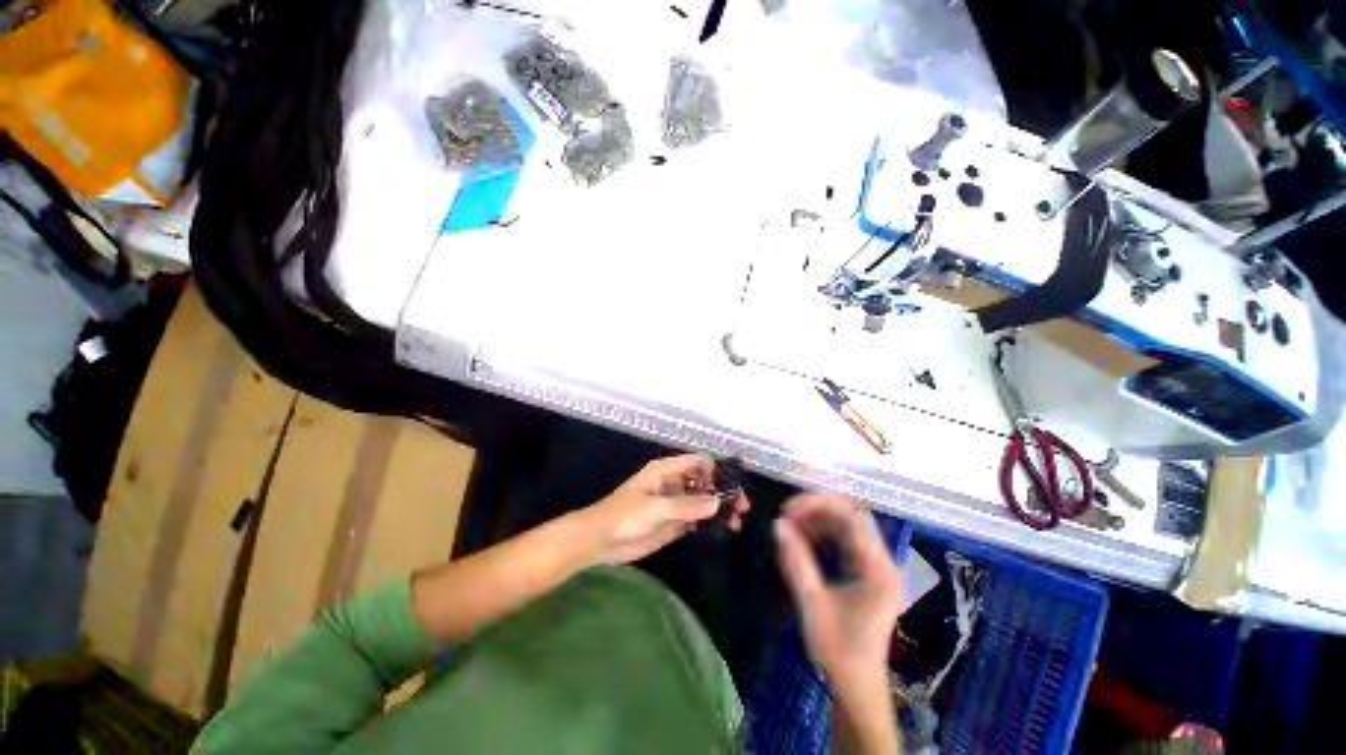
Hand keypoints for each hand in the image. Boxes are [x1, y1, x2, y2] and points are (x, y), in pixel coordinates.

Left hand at [583, 454, 750, 564]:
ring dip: (719, 508)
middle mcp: (674, 483)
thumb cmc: (624, 516)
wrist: (600, 541)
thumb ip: (687, 505)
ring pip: (703, 500)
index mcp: (667, 470)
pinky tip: (722, 531)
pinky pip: (696, 518)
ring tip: (736, 523)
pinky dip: (709, 522)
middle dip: (723, 491)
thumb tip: (719, 501)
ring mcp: (674, 503)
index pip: (699, 462)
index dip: (717, 471)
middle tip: (741, 509)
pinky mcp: (673, 522)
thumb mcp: (656, 508)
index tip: (733, 488)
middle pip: (705, 481)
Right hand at [775, 495, 902, 735]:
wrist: (856, 686)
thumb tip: (778, 524)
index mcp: (878, 570)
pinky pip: (846, 538)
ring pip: (849, 524)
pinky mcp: (868, 571)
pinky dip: (824, 531)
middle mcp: (883, 562)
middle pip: (854, 514)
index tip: (789, 510)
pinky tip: (804, 537)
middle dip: (820, 507)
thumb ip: (796, 562)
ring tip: (792, 523)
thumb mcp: (812, 605)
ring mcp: (877, 566)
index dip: (819, 505)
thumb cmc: (837, 651)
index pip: (852, 518)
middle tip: (789, 512)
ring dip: (820, 518)